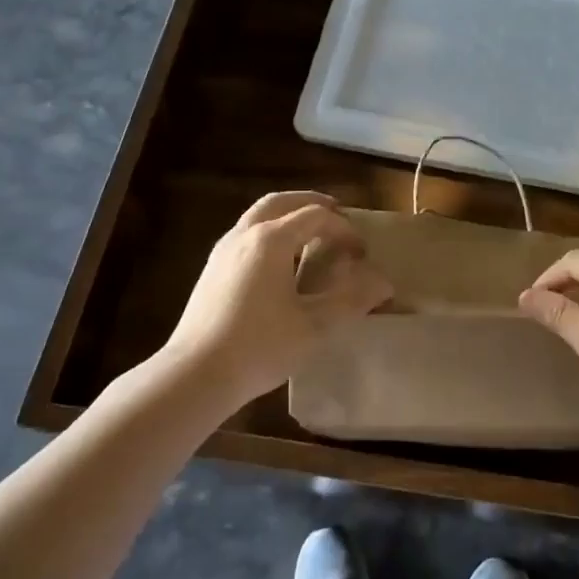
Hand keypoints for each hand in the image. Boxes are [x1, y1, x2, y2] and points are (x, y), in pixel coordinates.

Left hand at [163, 192, 392, 409]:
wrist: (194, 375)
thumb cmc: (259, 347)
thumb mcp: (314, 326)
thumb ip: (351, 300)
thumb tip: (384, 283)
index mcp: (271, 240)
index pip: (315, 216)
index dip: (343, 229)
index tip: (361, 253)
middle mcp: (244, 234)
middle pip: (281, 202)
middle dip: (311, 203)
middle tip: (336, 214)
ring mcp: (223, 250)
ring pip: (259, 215)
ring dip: (287, 215)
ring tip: (310, 234)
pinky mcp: (212, 270)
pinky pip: (246, 234)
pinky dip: (270, 232)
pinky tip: (279, 261)